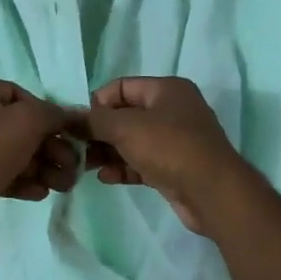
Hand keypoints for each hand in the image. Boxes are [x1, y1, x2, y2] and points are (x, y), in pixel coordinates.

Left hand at [0, 77, 78, 203]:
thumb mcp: (29, 121)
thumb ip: (54, 115)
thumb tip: (72, 116)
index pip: (19, 95)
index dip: (47, 115)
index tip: (66, 135)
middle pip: (17, 128)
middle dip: (49, 150)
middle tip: (72, 168)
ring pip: (8, 153)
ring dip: (39, 168)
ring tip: (63, 186)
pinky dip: (19, 180)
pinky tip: (41, 193)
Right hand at [82, 76, 248, 233]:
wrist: (212, 192)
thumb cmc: (169, 147)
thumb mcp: (126, 127)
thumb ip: (94, 121)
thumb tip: (68, 117)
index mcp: (166, 89)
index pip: (121, 87)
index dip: (97, 102)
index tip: (78, 123)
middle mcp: (173, 110)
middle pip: (126, 115)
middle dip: (99, 131)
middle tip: (75, 147)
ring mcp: (175, 140)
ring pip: (132, 141)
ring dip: (108, 151)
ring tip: (84, 165)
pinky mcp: (175, 168)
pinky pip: (142, 162)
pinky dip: (124, 167)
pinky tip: (105, 178)